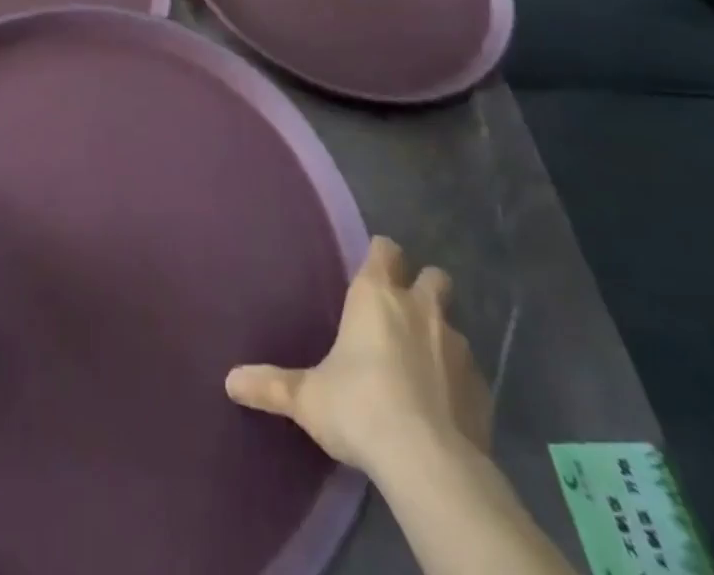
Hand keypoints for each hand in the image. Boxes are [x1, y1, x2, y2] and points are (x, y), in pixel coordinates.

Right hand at [225, 236, 490, 480]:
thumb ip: (272, 385)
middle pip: (434, 276)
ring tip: (421, 367)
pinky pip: (470, 374)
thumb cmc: (360, 408)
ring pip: (453, 325)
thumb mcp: (308, 398)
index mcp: (376, 295)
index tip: (372, 271)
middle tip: (403, 313)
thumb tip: (230, 381)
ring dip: (439, 337)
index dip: (381, 256)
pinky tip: (442, 408)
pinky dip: (457, 382)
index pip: (385, 249)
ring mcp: (457, 347)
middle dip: (423, 287)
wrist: (430, 464)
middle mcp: (420, 309)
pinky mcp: (483, 390)